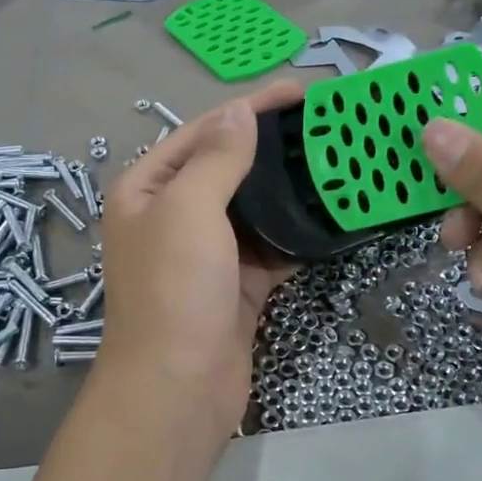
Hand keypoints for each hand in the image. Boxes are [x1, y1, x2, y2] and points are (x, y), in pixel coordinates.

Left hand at [94, 82, 302, 435]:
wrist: (178, 388)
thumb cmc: (174, 289)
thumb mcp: (189, 210)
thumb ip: (217, 158)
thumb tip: (238, 112)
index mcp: (145, 190)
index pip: (200, 133)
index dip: (247, 109)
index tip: (298, 92)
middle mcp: (170, 217)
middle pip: (226, 168)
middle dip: (271, 148)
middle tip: (325, 128)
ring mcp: (204, 254)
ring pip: (251, 210)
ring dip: (287, 191)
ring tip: (336, 164)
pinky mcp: (235, 286)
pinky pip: (269, 249)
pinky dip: (295, 235)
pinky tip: (330, 217)